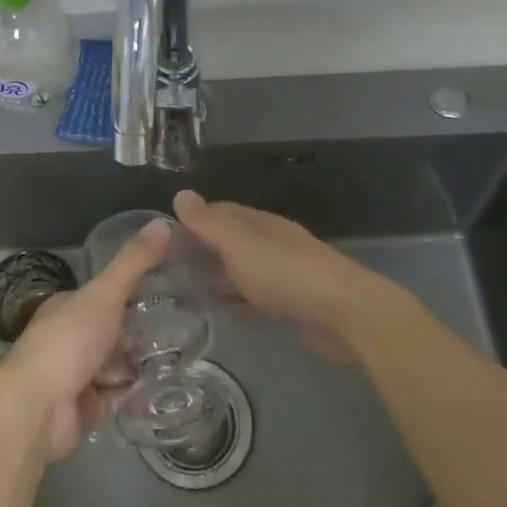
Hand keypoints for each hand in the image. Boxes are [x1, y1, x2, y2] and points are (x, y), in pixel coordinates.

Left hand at [0, 219, 168, 460]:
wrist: (37, 409)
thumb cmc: (67, 342)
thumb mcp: (104, 294)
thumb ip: (133, 263)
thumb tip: (162, 223)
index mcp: (68, 306)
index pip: (104, 294)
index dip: (133, 292)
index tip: (169, 291)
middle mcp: (69, 338)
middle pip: (112, 331)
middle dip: (140, 332)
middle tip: (184, 328)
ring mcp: (75, 374)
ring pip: (115, 364)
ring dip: (139, 363)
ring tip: (180, 357)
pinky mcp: (84, 408)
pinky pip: (115, 396)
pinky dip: (133, 393)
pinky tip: (162, 388)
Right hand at [173, 189, 381, 355]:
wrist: (342, 313)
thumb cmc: (284, 272)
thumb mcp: (238, 242)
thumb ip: (208, 222)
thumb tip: (181, 194)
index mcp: (258, 223)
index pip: (220, 211)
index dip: (194, 219)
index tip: (164, 236)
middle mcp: (270, 242)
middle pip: (231, 241)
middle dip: (203, 251)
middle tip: (168, 269)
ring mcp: (283, 273)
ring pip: (242, 270)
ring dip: (218, 277)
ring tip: (184, 293)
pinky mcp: (292, 304)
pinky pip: (255, 298)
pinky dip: (237, 301)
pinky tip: (222, 313)